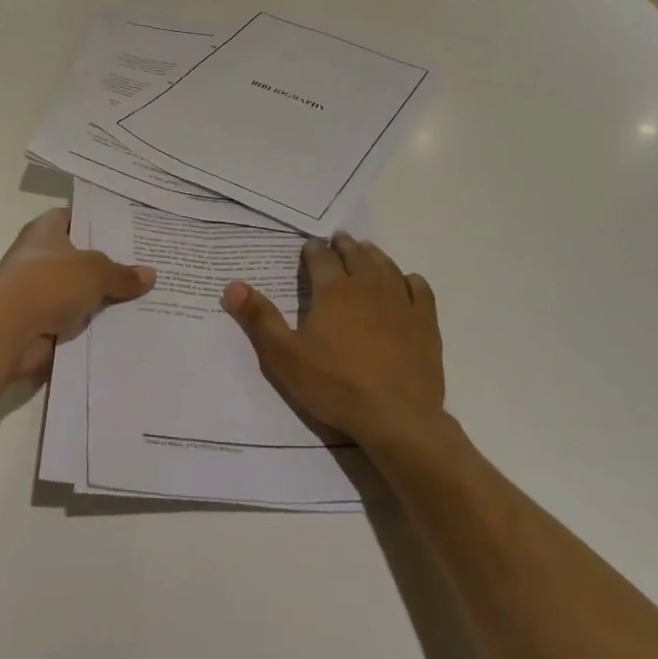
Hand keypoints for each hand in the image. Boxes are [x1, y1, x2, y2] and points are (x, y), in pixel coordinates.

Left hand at [0, 208, 155, 381]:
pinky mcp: (40, 324)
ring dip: (102, 298)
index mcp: (45, 230)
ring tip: (146, 298)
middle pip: (80, 257)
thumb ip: (122, 274)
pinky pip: (75, 321)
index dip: (99, 222)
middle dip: (109, 263)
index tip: (129, 229)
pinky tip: (125, 327)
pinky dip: (93, 326)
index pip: (74, 217)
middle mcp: (39, 257)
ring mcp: (38, 292)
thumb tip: (150, 274)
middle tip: (148, 264)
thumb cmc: (47, 283)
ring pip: (79, 292)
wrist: (5, 332)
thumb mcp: (95, 271)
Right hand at [221, 232, 444, 448]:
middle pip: (355, 255)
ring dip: (374, 255)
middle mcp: (368, 286)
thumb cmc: (335, 386)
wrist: (397, 418)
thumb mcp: (284, 356)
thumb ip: (259, 318)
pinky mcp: (425, 323)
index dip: (312, 250)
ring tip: (367, 251)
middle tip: (338, 240)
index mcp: (333, 290)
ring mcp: (401, 303)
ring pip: (386, 266)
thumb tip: (232, 284)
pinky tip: (407, 282)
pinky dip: (410, 280)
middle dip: (344, 245)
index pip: (320, 257)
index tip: (309, 247)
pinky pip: (419, 290)